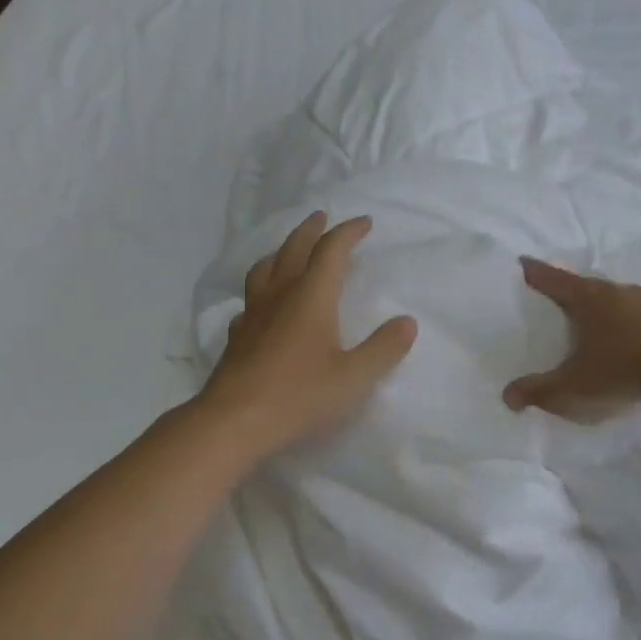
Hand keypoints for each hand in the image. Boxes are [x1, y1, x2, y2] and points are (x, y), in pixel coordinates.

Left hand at [199, 212, 417, 455]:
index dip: (348, 233)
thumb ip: (383, 349)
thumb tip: (407, 322)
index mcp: (311, 297)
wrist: (233, 422)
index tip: (364, 223)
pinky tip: (262, 305)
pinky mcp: (236, 336)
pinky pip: (250, 300)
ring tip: (289, 251)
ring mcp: (253, 315)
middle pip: (294, 249)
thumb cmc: (299, 396)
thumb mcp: (353, 377)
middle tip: (322, 217)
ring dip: (281, 252)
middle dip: (311, 230)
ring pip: (265, 269)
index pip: (331, 251)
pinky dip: (262, 290)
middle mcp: (280, 296)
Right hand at [503, 257, 640, 422]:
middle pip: (580, 285)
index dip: (533, 272)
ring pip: (608, 298)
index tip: (520, 263)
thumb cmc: (622, 368)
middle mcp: (612, 290)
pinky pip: (630, 313)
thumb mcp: (573, 386)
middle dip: (563, 291)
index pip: (551, 278)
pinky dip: (617, 320)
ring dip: (594, 306)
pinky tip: (617, 337)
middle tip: (548, 299)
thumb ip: (538, 391)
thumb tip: (507, 396)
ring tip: (582, 320)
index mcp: (586, 297)